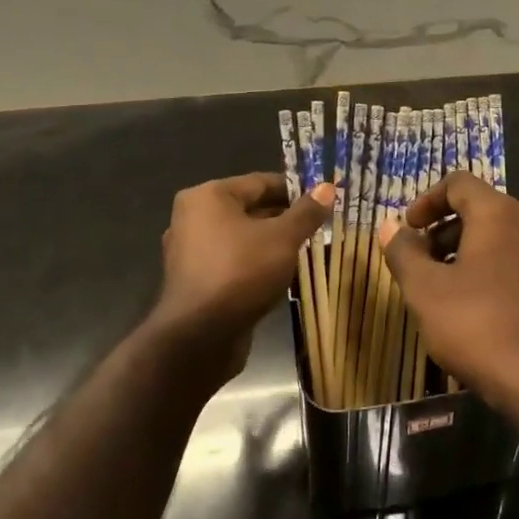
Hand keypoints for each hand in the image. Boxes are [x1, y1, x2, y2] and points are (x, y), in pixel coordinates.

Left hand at [147, 172, 331, 382]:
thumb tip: (327, 187)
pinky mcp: (196, 281)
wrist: (199, 336)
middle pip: (251, 209)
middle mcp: (193, 218)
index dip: (296, 190)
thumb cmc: (241, 272)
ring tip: (308, 252)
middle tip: (321, 228)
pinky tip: (283, 276)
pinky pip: (234, 262)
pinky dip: (257, 265)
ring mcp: (191, 252)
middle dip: (286, 219)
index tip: (324, 201)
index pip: (261, 182)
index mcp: (208, 196)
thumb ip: (306, 212)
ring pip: (243, 238)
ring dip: (273, 244)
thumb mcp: (283, 238)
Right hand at [378, 173, 518, 433]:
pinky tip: (480, 313)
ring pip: (502, 241)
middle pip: (481, 212)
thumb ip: (404, 254)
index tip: (406, 230)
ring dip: (468, 255)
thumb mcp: (426, 292)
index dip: (426, 201)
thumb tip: (389, 228)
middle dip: (444, 233)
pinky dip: (494, 274)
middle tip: (420, 266)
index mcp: (501, 214)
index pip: (459, 184)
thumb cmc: (482, 328)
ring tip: (445, 293)